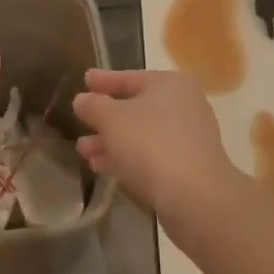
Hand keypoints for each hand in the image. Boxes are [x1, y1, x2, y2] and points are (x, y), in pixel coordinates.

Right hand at [72, 69, 241, 218]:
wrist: (194, 196)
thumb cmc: (150, 144)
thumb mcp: (110, 119)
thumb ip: (92, 105)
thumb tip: (83, 100)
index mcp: (169, 84)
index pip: (129, 77)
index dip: (103, 80)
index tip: (85, 79)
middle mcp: (184, 106)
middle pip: (135, 108)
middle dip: (104, 118)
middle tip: (80, 121)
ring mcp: (188, 138)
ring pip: (141, 135)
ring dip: (111, 142)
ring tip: (84, 151)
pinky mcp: (188, 167)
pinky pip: (150, 156)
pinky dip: (127, 158)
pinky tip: (103, 168)